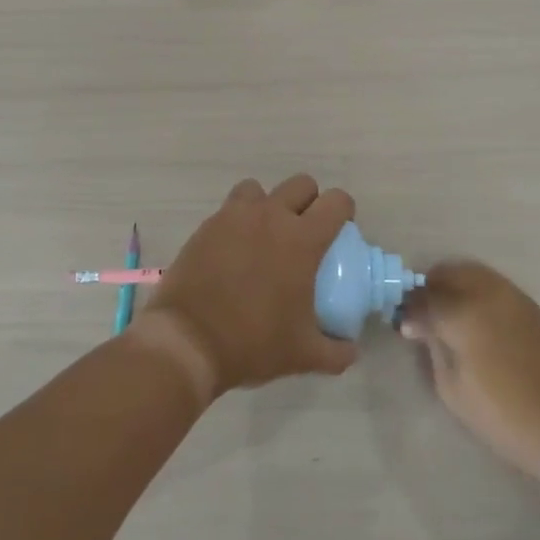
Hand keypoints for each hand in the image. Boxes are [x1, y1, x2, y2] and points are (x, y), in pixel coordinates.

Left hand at [142, 175, 359, 393]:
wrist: (188, 341)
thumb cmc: (253, 343)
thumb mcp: (303, 355)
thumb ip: (336, 352)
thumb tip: (351, 350)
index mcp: (302, 239)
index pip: (336, 201)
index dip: (344, 211)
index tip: (340, 231)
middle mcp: (270, 216)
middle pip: (301, 184)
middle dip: (309, 202)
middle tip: (305, 233)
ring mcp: (234, 217)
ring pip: (261, 190)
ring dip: (269, 204)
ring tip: (266, 235)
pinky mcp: (207, 225)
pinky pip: (230, 209)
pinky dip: (239, 220)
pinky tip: (236, 251)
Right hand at [399, 261, 539, 477]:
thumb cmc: (503, 415)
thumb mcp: (452, 389)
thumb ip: (432, 348)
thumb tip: (421, 326)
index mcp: (462, 313)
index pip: (423, 298)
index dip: (408, 309)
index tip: (403, 323)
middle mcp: (486, 294)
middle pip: (447, 274)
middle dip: (430, 289)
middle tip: (422, 314)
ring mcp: (511, 296)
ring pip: (471, 272)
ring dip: (453, 285)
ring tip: (447, 313)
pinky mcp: (529, 306)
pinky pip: (492, 284)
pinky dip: (475, 291)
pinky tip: (472, 317)